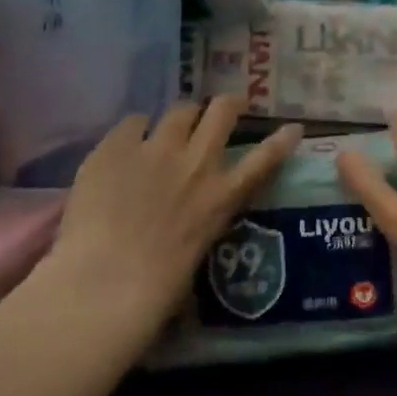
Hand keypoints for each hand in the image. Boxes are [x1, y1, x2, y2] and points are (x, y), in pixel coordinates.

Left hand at [44, 99, 301, 327]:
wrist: (103, 286)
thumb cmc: (156, 291)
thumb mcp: (199, 253)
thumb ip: (202, 221)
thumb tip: (195, 215)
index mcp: (222, 196)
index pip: (266, 158)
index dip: (282, 139)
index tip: (293, 127)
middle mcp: (197, 162)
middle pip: (223, 111)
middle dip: (228, 104)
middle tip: (226, 107)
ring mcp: (157, 149)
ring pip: (180, 109)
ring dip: (181, 117)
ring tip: (171, 126)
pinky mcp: (117, 147)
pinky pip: (133, 122)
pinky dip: (135, 131)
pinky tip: (126, 145)